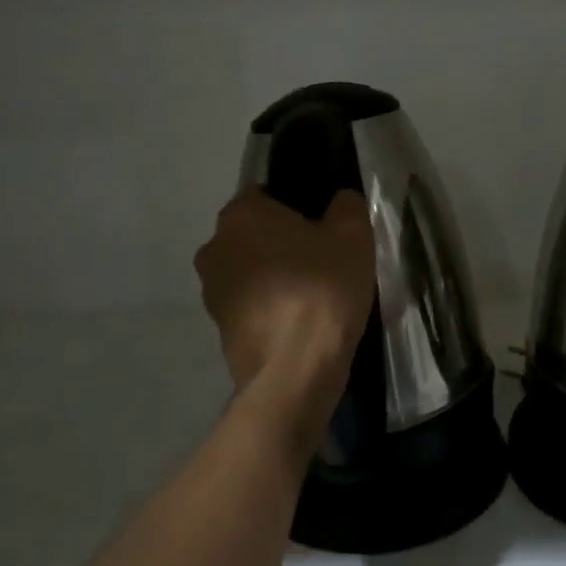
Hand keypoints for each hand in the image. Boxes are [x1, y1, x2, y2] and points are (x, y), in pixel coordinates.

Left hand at [193, 188, 375, 450]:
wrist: (295, 370)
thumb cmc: (321, 288)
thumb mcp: (353, 235)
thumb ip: (347, 206)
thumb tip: (340, 200)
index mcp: (241, 214)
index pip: (267, 194)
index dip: (298, 206)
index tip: (324, 226)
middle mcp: (215, 246)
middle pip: (257, 233)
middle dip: (284, 242)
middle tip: (324, 257)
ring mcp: (212, 291)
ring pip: (252, 270)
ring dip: (277, 276)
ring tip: (316, 292)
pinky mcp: (220, 328)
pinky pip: (252, 304)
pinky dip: (272, 307)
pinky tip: (302, 320)